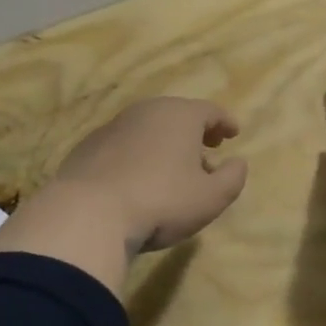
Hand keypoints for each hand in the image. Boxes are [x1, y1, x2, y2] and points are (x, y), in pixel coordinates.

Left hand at [0, 98, 247, 291]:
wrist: (87, 214)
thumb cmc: (161, 201)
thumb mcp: (211, 198)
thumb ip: (232, 178)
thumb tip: (237, 163)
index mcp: (180, 115)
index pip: (210, 111)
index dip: (224, 122)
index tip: (233, 133)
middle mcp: (146, 111)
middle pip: (177, 116)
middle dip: (194, 132)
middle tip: (206, 150)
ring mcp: (113, 127)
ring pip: (148, 130)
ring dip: (164, 145)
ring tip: (172, 170)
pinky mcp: (87, 148)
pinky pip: (123, 145)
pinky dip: (136, 155)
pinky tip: (137, 180)